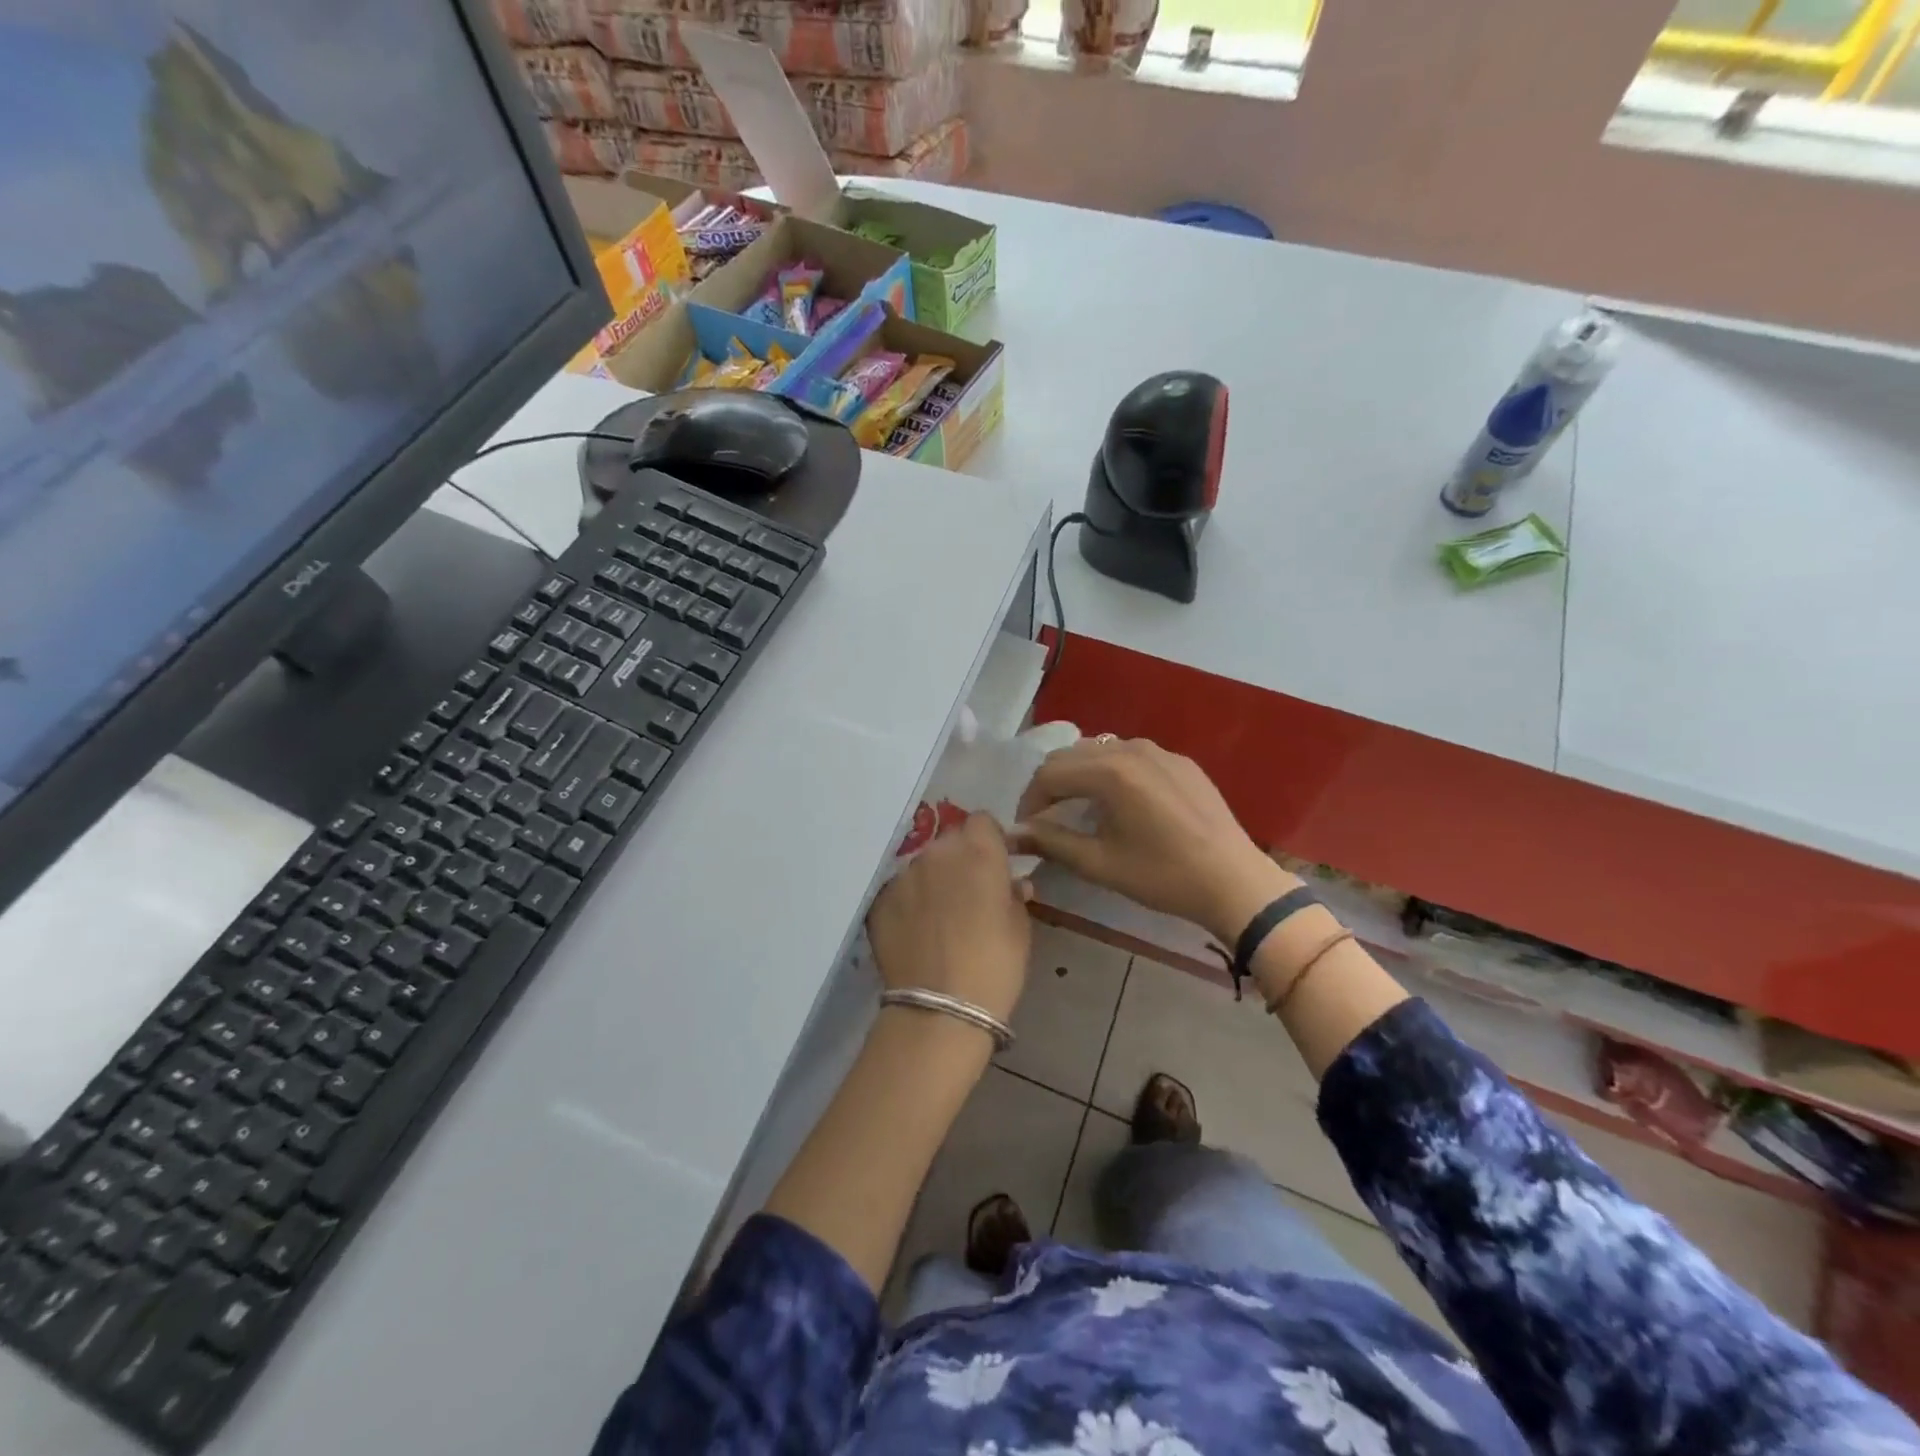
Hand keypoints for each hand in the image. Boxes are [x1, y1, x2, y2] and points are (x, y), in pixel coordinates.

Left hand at [866, 814, 1032, 1023]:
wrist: (940, 1008)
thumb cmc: (995, 966)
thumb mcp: (1020, 928)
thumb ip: (1014, 895)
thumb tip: (1012, 884)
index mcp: (978, 851)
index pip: (982, 821)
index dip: (990, 840)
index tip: (995, 864)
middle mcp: (937, 853)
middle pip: (950, 841)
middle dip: (961, 859)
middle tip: (969, 893)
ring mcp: (904, 875)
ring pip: (923, 865)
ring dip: (933, 880)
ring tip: (940, 917)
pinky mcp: (880, 900)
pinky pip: (900, 890)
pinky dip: (909, 903)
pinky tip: (916, 932)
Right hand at [1013, 737, 1296, 942]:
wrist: (1234, 882)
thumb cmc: (1163, 876)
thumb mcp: (1100, 863)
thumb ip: (1051, 842)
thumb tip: (1012, 834)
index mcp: (1110, 771)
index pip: (1049, 774)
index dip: (1030, 801)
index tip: (1026, 828)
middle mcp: (1131, 748)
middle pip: (1071, 755)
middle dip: (1050, 784)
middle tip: (1045, 818)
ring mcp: (1160, 751)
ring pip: (1100, 751)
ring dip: (1079, 775)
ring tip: (1077, 807)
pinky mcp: (1180, 761)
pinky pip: (1131, 756)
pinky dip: (1111, 772)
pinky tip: (1118, 802)